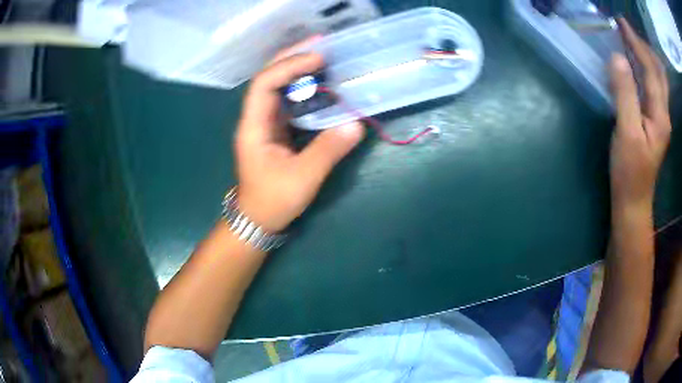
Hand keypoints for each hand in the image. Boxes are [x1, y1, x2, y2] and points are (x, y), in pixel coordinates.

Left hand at [234, 44, 364, 232]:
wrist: (258, 220)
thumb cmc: (273, 201)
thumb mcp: (303, 178)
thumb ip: (328, 150)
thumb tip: (356, 124)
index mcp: (253, 127)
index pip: (264, 84)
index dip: (289, 66)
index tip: (318, 58)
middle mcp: (256, 118)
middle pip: (269, 78)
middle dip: (292, 58)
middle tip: (321, 45)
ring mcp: (266, 123)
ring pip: (279, 87)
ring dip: (299, 70)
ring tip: (324, 58)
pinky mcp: (276, 130)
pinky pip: (289, 101)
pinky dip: (305, 89)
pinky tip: (322, 84)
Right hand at [609, 18, 670, 208]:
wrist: (633, 200)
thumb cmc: (630, 171)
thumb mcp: (627, 133)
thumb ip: (625, 94)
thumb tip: (618, 57)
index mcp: (660, 114)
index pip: (650, 69)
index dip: (636, 43)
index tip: (621, 23)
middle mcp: (664, 113)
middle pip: (659, 73)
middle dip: (645, 48)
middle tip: (627, 32)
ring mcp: (661, 118)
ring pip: (659, 79)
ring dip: (647, 57)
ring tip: (632, 42)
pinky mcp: (655, 122)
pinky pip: (654, 87)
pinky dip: (646, 70)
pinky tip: (637, 66)